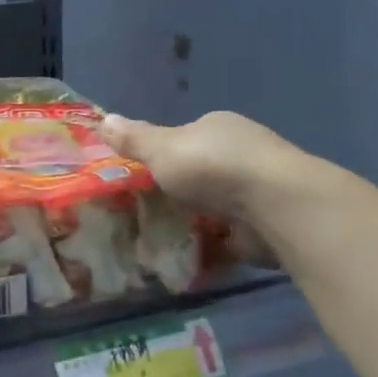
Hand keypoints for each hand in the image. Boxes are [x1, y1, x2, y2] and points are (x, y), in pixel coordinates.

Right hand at [100, 111, 316, 254]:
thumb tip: (103, 119)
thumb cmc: (212, 166)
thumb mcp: (161, 149)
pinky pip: (229, 234)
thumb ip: (134, 140)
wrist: (273, 205)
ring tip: (160, 238)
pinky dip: (213, 243)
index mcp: (218, 127)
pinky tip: (189, 257)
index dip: (164, 154)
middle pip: (201, 171)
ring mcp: (256, 189)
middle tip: (145, 210)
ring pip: (216, 203)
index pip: (186, 137)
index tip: (142, 176)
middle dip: (180, 189)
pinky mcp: (265, 223)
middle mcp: (241, 152)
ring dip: (196, 218)